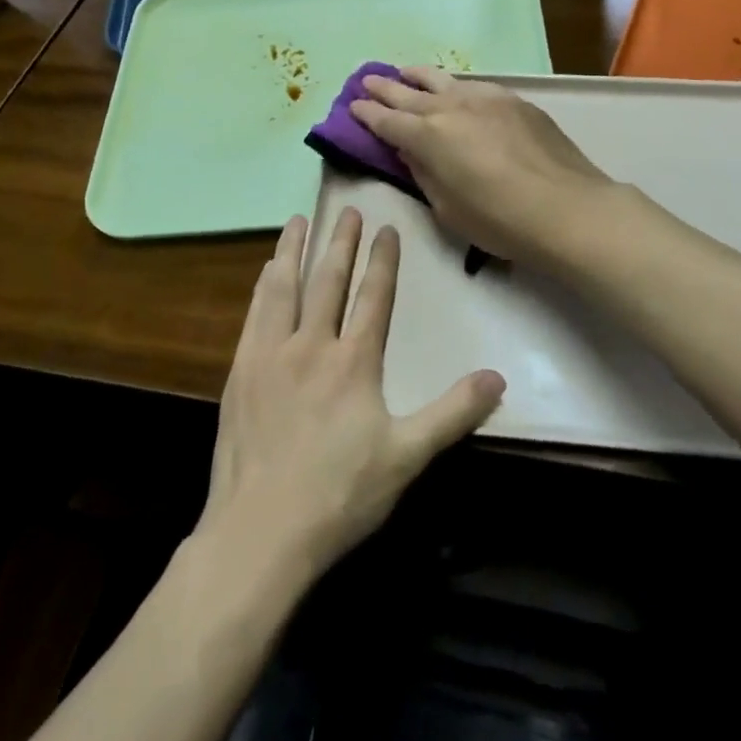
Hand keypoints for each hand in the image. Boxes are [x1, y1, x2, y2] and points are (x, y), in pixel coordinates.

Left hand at [198, 209, 504, 583]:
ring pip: (285, 287)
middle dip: (340, 242)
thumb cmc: (340, 495)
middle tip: (346, 209)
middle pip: (328, 281)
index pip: (373, 296)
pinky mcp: (241, 371)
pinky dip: (264, 285)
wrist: (260, 532)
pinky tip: (266, 272)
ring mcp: (271, 355)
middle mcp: (311, 345)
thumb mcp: (407, 457)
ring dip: (294, 250)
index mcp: (354, 361)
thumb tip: (498, 378)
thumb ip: (453, 413)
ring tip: (298, 220)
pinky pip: (255, 313)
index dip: (382, 260)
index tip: (386, 228)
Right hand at [350, 68, 614, 267]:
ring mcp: (485, 98)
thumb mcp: (448, 209)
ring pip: (442, 79)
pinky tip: (454, 89)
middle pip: (408, 93)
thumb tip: (410, 151)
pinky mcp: (514, 100)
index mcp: (429, 137)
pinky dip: (454, 85)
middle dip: (384, 87)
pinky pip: (473, 86)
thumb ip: (424, 174)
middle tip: (366, 80)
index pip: (387, 121)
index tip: (352, 106)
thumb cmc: (500, 221)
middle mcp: (452, 107)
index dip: (367, 114)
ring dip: (416, 76)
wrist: (567, 208)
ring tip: (403, 72)